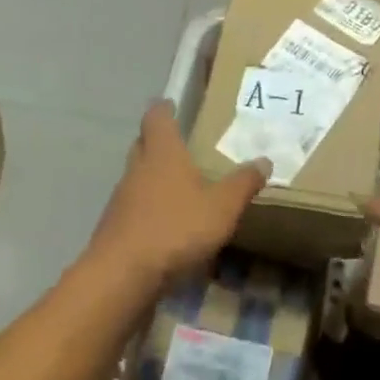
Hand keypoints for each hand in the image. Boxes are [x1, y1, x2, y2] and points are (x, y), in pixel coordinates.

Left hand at [87, 101, 267, 297]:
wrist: (122, 276)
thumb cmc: (175, 228)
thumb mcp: (221, 207)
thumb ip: (243, 183)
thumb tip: (264, 160)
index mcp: (162, 153)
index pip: (156, 117)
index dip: (163, 109)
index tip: (171, 104)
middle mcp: (137, 168)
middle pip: (143, 144)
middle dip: (158, 141)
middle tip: (180, 144)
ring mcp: (122, 199)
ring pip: (137, 177)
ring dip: (153, 177)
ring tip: (179, 186)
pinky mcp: (115, 228)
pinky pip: (134, 207)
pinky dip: (149, 208)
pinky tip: (166, 224)